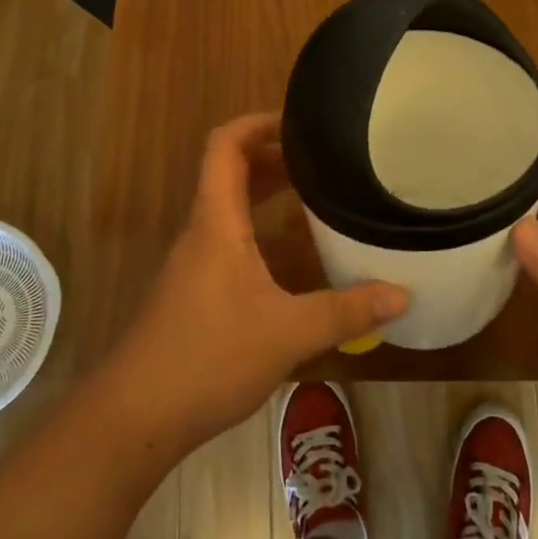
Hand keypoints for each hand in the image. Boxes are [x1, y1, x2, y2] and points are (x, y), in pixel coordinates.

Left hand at [103, 113, 408, 459]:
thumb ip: (345, 312)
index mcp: (216, 222)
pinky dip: (261, 230)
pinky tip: (293, 257)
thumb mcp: (287, 333)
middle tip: (322, 158)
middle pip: (230, 171)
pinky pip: (230, 239)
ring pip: (231, 208)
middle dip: (274, 156)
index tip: (299, 121)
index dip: (257, 123)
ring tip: (315, 195)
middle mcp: (202, 231)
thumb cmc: (208, 357)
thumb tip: (402, 295)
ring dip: (267, 193)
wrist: (135, 417)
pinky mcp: (195, 291)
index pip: (225, 146)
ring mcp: (195, 262)